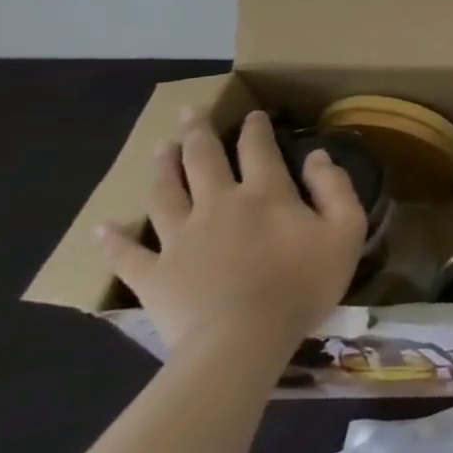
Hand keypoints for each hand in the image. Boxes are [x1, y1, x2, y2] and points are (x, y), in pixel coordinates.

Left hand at [99, 110, 367, 355]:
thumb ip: (335, 188)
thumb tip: (317, 156)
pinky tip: (106, 226)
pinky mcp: (152, 274)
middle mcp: (217, 205)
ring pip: (163, 193)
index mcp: (265, 194)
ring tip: (159, 148)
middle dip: (197, 133)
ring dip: (161, 168)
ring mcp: (179, 239)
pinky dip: (114, 238)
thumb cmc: (303, 282)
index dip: (256, 128)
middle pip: (202, 160)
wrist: (243, 339)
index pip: (258, 149)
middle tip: (190, 112)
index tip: (253, 114)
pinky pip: (127, 252)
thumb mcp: (346, 230)